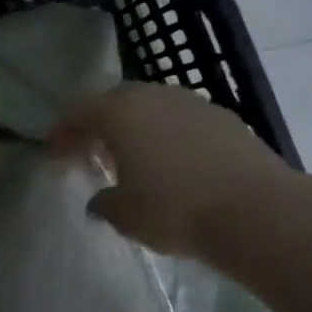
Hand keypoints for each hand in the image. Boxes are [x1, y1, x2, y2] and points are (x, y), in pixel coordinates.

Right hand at [49, 83, 296, 264]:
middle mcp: (154, 97)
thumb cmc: (175, 210)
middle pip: (114, 102)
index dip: (62, 133)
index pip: (78, 112)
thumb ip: (104, 202)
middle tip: (89, 152)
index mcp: (120, 113)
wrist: (258, 212)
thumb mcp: (124, 215)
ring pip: (150, 108)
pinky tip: (171, 163)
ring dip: (134, 128)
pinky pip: (180, 120)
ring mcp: (193, 103)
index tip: (54, 154)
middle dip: (97, 125)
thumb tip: (101, 200)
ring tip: (131, 159)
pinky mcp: (224, 118)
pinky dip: (165, 135)